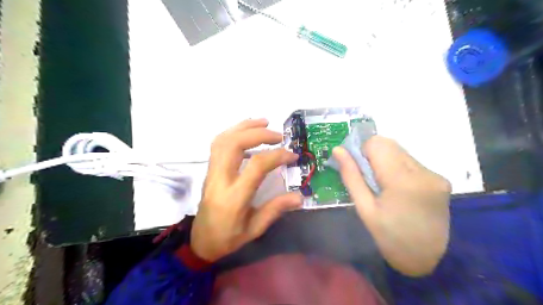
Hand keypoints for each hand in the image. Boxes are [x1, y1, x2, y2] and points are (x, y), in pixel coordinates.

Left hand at [190, 120, 300, 261]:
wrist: (201, 241)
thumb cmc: (229, 238)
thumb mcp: (255, 228)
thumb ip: (276, 209)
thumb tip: (300, 197)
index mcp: (235, 197)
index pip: (256, 166)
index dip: (276, 156)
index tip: (292, 156)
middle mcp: (220, 179)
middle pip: (234, 144)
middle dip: (258, 133)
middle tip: (278, 135)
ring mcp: (212, 172)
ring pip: (223, 139)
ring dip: (244, 127)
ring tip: (264, 123)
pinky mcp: (209, 170)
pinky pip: (218, 144)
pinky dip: (234, 132)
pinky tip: (247, 134)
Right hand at [333, 136, 451, 275]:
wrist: (427, 259)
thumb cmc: (389, 237)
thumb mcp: (364, 208)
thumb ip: (351, 176)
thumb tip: (338, 150)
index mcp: (402, 181)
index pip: (377, 143)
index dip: (362, 151)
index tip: (358, 169)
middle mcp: (423, 171)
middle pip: (389, 144)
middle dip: (373, 155)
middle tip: (368, 178)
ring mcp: (435, 174)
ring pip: (400, 151)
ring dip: (386, 161)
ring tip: (384, 185)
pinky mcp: (440, 178)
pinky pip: (411, 161)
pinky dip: (398, 167)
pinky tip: (398, 188)